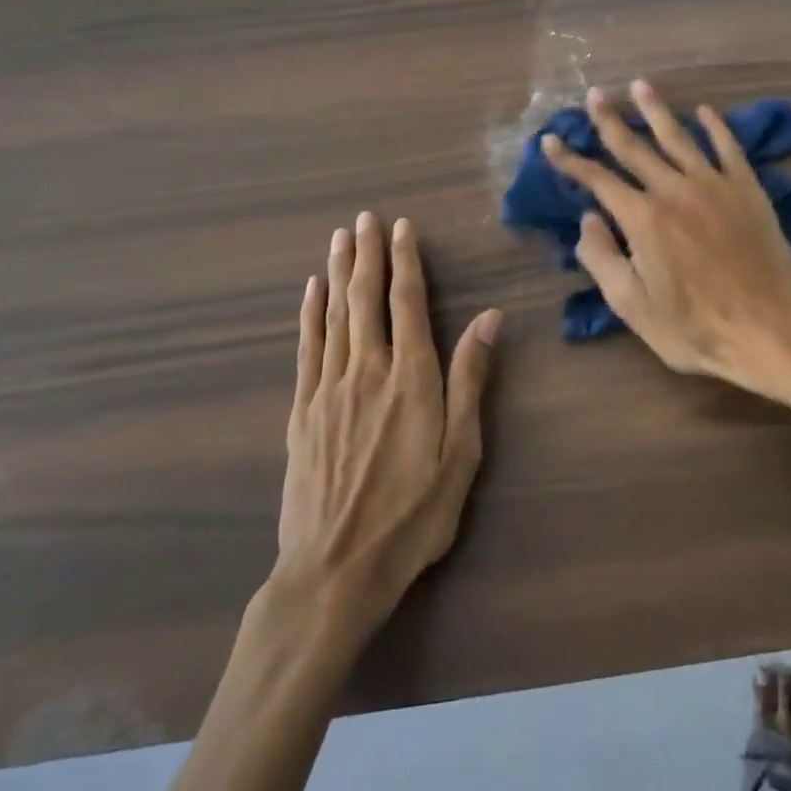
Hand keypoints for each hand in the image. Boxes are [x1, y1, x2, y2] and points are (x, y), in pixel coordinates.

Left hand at [272, 212, 501, 633]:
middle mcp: (366, 370)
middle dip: (368, 255)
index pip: (408, 303)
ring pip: (334, 315)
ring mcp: (328, 389)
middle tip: (365, 217)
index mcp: (410, 377)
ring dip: (338, 272)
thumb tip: (488, 317)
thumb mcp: (461, 453)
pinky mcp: (302, 412)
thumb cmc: (413, 515)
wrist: (334, 572)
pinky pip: (307, 349)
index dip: (406, 262)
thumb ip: (471, 379)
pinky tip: (310, 291)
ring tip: (340, 238)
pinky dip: (309, 314)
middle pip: (365, 299)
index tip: (402, 227)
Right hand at [542, 81, 790, 396]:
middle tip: (595, 94)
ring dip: (656, 110)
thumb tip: (587, 219)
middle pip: (635, 147)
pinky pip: (728, 148)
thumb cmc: (696, 327)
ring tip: (640, 85)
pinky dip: (715, 126)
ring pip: (679, 137)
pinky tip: (705, 111)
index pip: (598, 180)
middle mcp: (674, 190)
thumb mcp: (633, 306)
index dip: (570, 160)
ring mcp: (714, 185)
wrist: (771, 327)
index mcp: (642, 219)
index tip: (550, 140)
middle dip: (610, 120)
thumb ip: (603, 258)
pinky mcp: (747, 189)